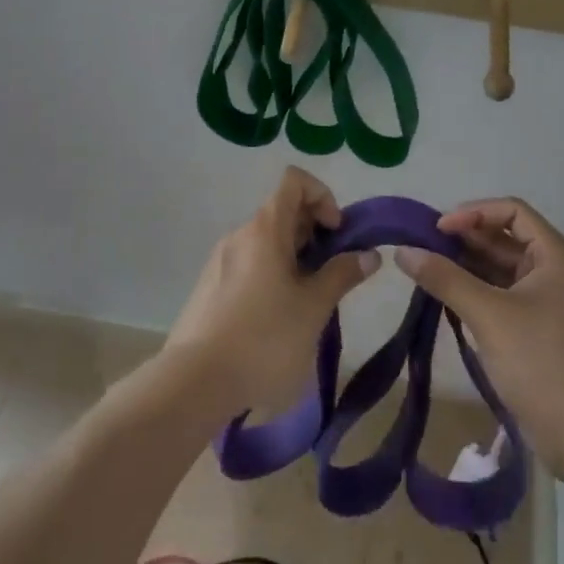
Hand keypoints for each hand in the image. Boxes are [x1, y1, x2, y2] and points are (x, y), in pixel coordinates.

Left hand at [165, 167, 379, 418]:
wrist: (195, 383)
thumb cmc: (264, 339)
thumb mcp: (313, 308)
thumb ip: (342, 274)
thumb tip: (369, 253)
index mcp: (265, 229)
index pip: (294, 181)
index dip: (323, 196)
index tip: (336, 233)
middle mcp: (240, 234)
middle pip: (283, 211)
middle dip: (314, 233)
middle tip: (332, 274)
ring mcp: (220, 261)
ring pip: (266, 242)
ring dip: (295, 258)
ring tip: (308, 303)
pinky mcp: (209, 288)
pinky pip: (249, 265)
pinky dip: (271, 276)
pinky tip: (278, 320)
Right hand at [395, 198, 563, 476]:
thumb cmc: (541, 364)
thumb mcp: (488, 315)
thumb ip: (444, 278)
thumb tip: (402, 251)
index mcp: (557, 257)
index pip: (513, 211)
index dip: (474, 213)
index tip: (438, 229)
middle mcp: (558, 271)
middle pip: (507, 237)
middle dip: (466, 239)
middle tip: (425, 247)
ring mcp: (552, 302)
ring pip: (504, 268)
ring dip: (469, 265)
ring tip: (430, 269)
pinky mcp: (542, 329)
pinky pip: (506, 294)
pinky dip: (478, 290)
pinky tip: (449, 297)